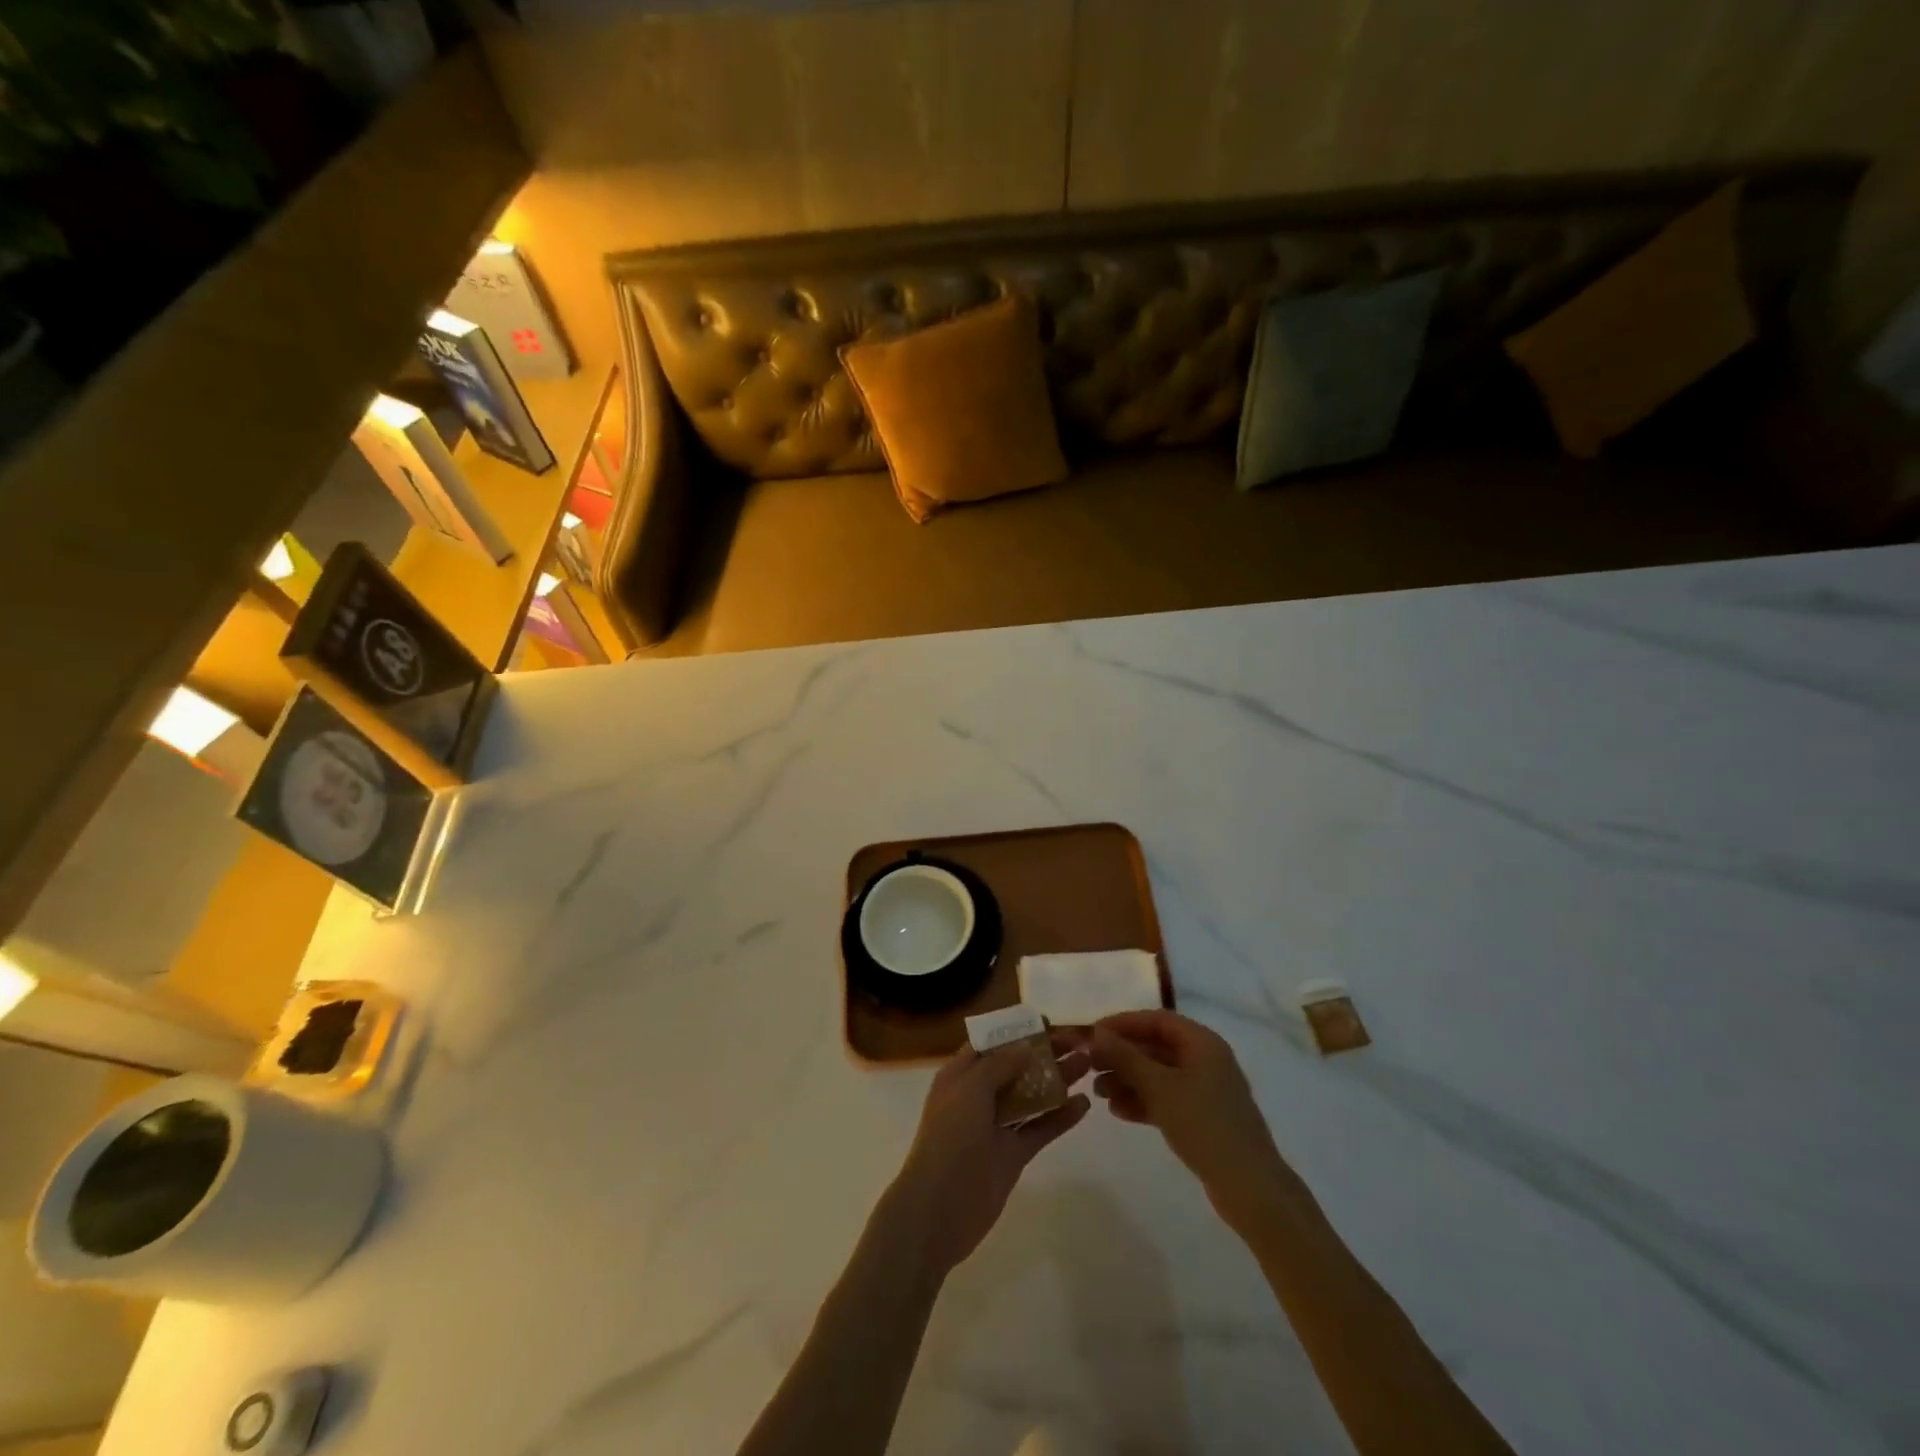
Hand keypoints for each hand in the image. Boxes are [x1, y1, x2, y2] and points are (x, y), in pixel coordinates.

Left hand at [884, 1031, 1090, 1276]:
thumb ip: (999, 1065)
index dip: (1016, 1031)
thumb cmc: (950, 1138)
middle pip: (1015, 1066)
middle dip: (1044, 1052)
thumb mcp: (970, 1089)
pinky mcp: (1013, 1154)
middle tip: (1078, 1042)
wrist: (940, 1209)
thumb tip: (1025, 1046)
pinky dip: (1060, 1117)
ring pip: (1031, 1096)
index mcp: (960, 1075)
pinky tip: (1084, 1105)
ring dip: (1057, 1080)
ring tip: (1088, 1065)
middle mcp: (979, 1096)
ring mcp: (997, 1126)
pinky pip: (1040, 1128)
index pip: (991, 1043)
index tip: (1047, 1021)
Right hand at [1089, 1010, 1299, 1230]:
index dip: (1123, 1023)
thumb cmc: (1204, 1125)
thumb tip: (1096, 1033)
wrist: (1250, 1187)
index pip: (1156, 1020)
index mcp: (1202, 1043)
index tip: (1092, 1034)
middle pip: (1156, 1047)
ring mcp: (1205, 1090)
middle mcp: (1205, 1060)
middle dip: (1122, 1056)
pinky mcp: (1203, 1117)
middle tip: (1089, 1066)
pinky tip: (1118, 1112)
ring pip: (1158, 1075)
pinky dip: (1143, 1101)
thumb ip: (1125, 1057)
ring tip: (1099, 1093)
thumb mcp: (1159, 1087)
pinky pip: (1166, 1098)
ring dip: (1128, 1080)